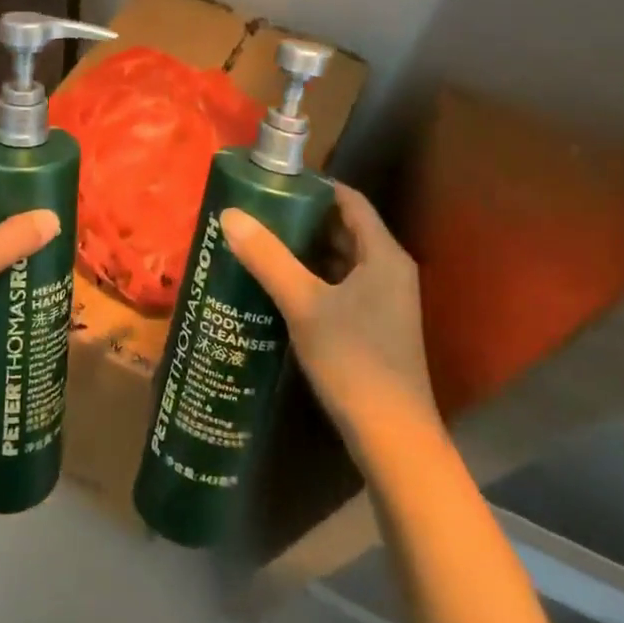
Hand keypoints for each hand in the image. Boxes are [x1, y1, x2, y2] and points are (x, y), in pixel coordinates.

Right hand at [221, 184, 440, 454]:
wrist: (393, 440)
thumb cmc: (354, 361)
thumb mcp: (304, 304)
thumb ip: (268, 258)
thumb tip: (230, 214)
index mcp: (383, 254)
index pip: (350, 200)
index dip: (313, 187)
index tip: (272, 182)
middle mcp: (389, 270)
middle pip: (343, 229)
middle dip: (301, 218)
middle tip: (256, 211)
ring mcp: (383, 301)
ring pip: (339, 260)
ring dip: (303, 250)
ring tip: (258, 242)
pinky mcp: (373, 326)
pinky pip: (339, 286)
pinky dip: (311, 278)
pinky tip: (277, 285)